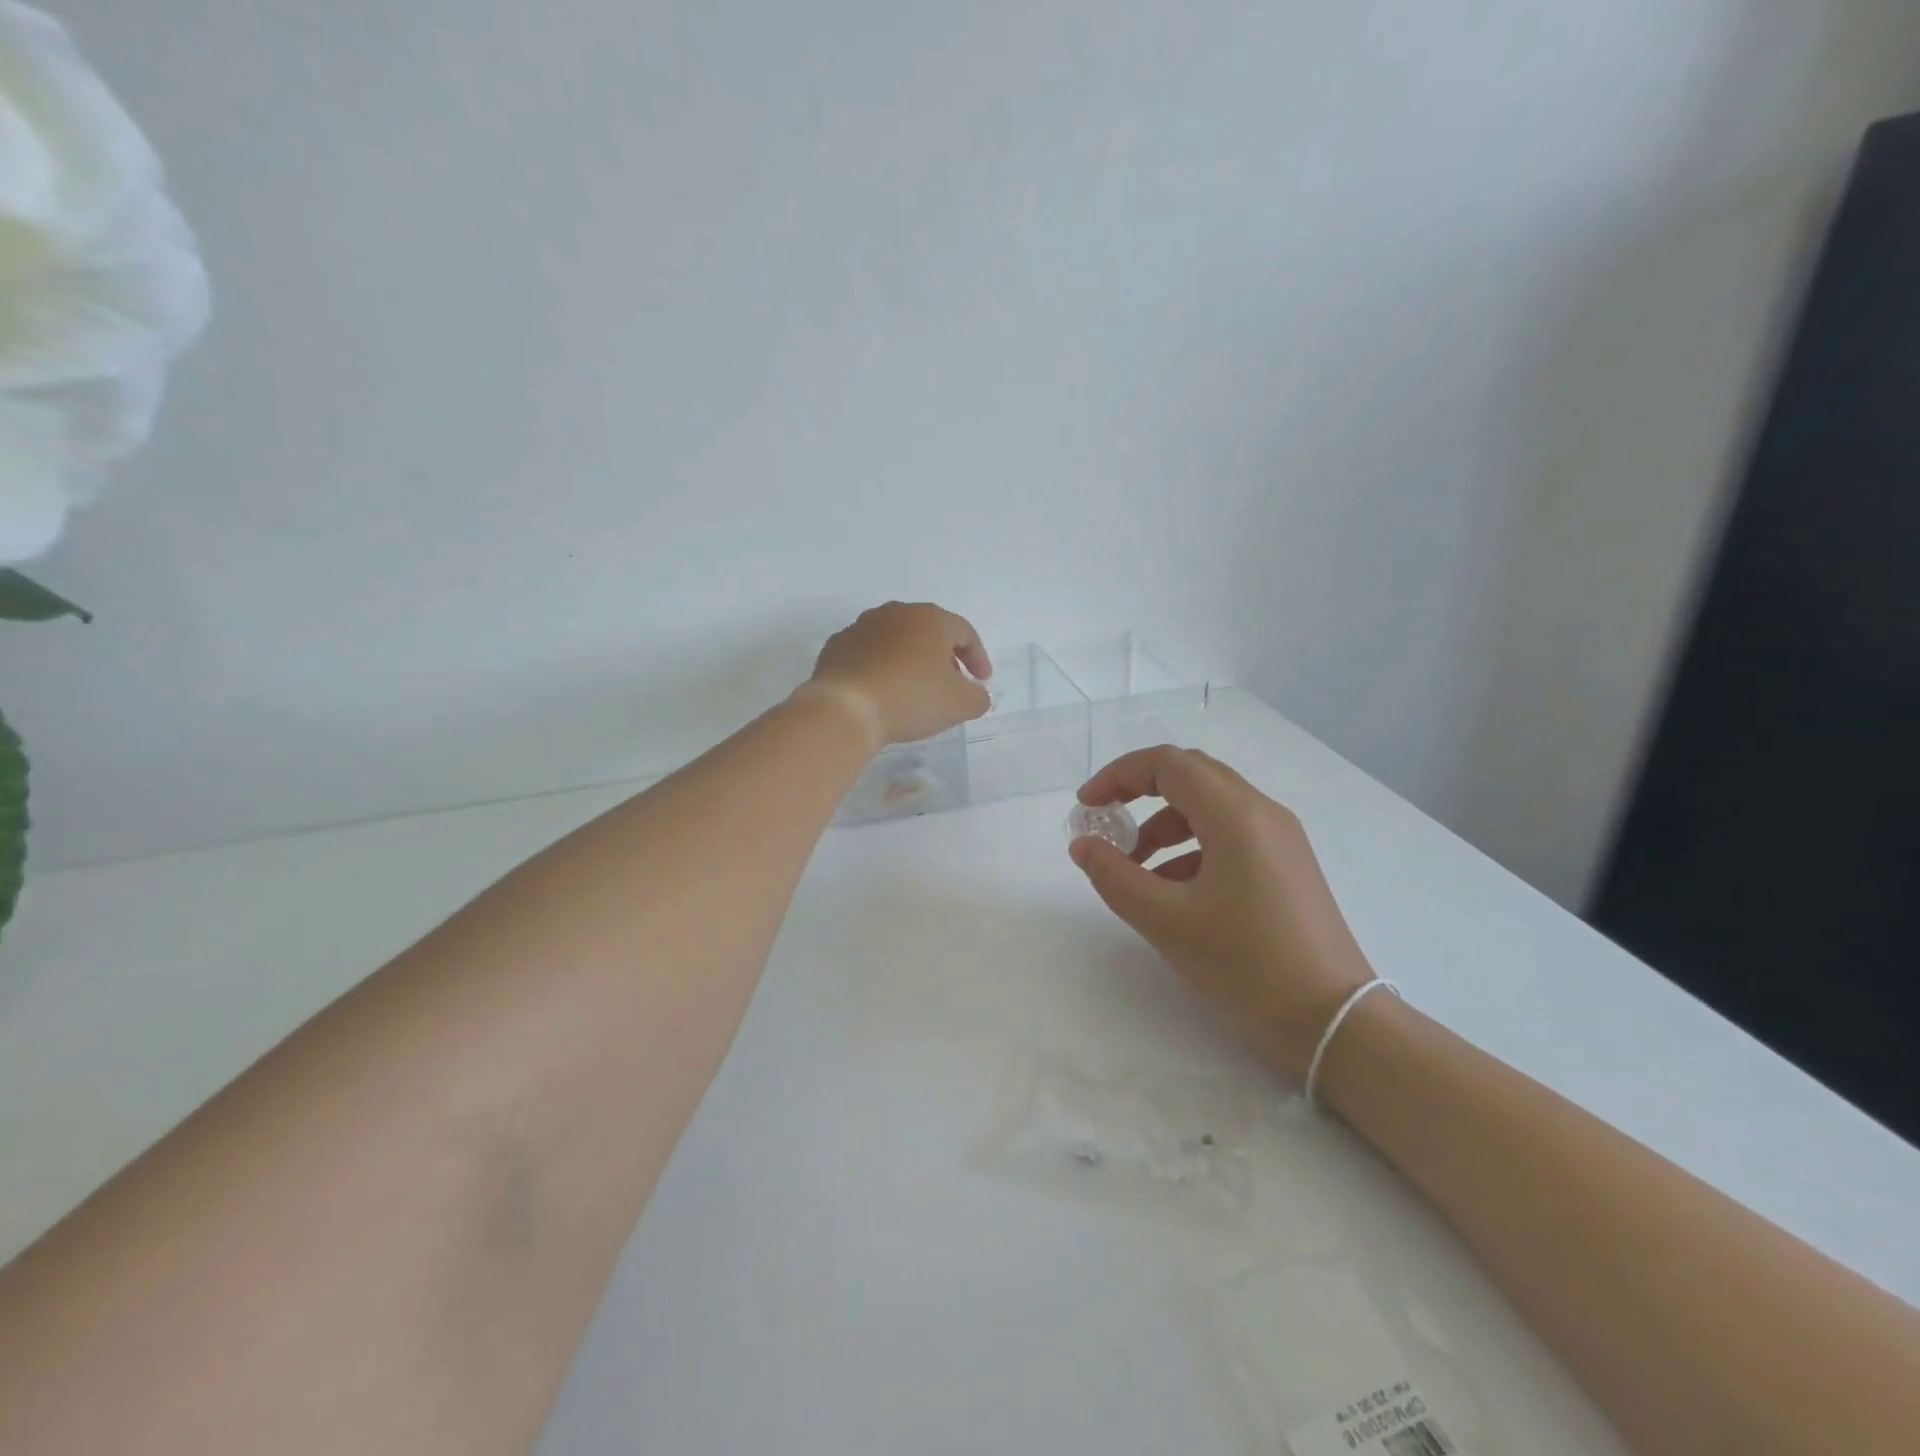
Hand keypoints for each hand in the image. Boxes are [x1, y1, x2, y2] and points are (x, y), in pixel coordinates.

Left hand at [802, 602, 992, 748]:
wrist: (845, 708)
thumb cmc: (911, 699)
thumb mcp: (960, 705)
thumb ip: (977, 697)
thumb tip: (975, 693)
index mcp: (931, 619)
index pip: (964, 633)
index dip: (978, 657)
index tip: (981, 681)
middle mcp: (897, 613)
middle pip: (929, 631)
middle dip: (943, 656)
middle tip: (950, 683)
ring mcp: (862, 626)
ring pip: (896, 640)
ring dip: (910, 660)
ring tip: (914, 688)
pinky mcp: (837, 646)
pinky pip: (868, 654)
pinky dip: (880, 667)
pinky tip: (881, 691)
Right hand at [1067, 746, 1376, 1080]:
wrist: (1334, 1021)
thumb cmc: (1246, 965)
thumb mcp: (1166, 921)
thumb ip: (1115, 876)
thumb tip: (1083, 846)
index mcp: (1235, 815)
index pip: (1167, 763)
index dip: (1118, 775)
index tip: (1087, 806)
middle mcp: (1262, 813)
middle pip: (1190, 775)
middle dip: (1139, 791)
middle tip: (1106, 823)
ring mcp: (1280, 839)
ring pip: (1209, 806)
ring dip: (1163, 823)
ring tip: (1135, 869)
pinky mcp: (1287, 865)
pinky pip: (1229, 834)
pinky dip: (1190, 847)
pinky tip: (1173, 891)